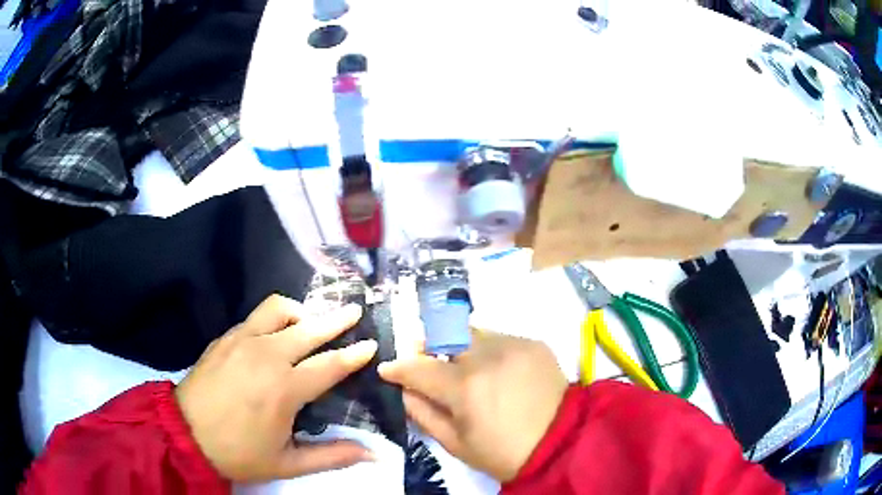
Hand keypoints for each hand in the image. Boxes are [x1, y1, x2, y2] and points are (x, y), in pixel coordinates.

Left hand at [175, 295, 377, 481]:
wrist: (184, 434)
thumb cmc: (238, 452)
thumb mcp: (287, 464)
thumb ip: (333, 457)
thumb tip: (374, 455)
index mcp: (285, 389)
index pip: (330, 365)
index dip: (355, 354)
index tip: (371, 343)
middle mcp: (267, 355)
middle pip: (310, 328)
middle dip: (337, 319)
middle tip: (354, 311)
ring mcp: (242, 340)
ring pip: (279, 309)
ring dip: (300, 312)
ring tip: (309, 323)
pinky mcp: (225, 338)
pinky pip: (256, 317)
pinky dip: (273, 320)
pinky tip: (274, 335)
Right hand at [378, 331, 567, 481]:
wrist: (562, 442)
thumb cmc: (503, 452)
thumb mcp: (455, 443)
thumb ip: (422, 412)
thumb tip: (404, 388)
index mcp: (465, 387)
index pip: (418, 367)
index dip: (398, 368)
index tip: (388, 369)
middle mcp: (487, 356)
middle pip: (443, 335)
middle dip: (428, 346)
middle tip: (427, 361)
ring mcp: (513, 345)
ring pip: (471, 333)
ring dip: (459, 347)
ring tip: (464, 367)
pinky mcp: (533, 343)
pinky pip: (498, 338)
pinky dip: (488, 351)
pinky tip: (496, 371)